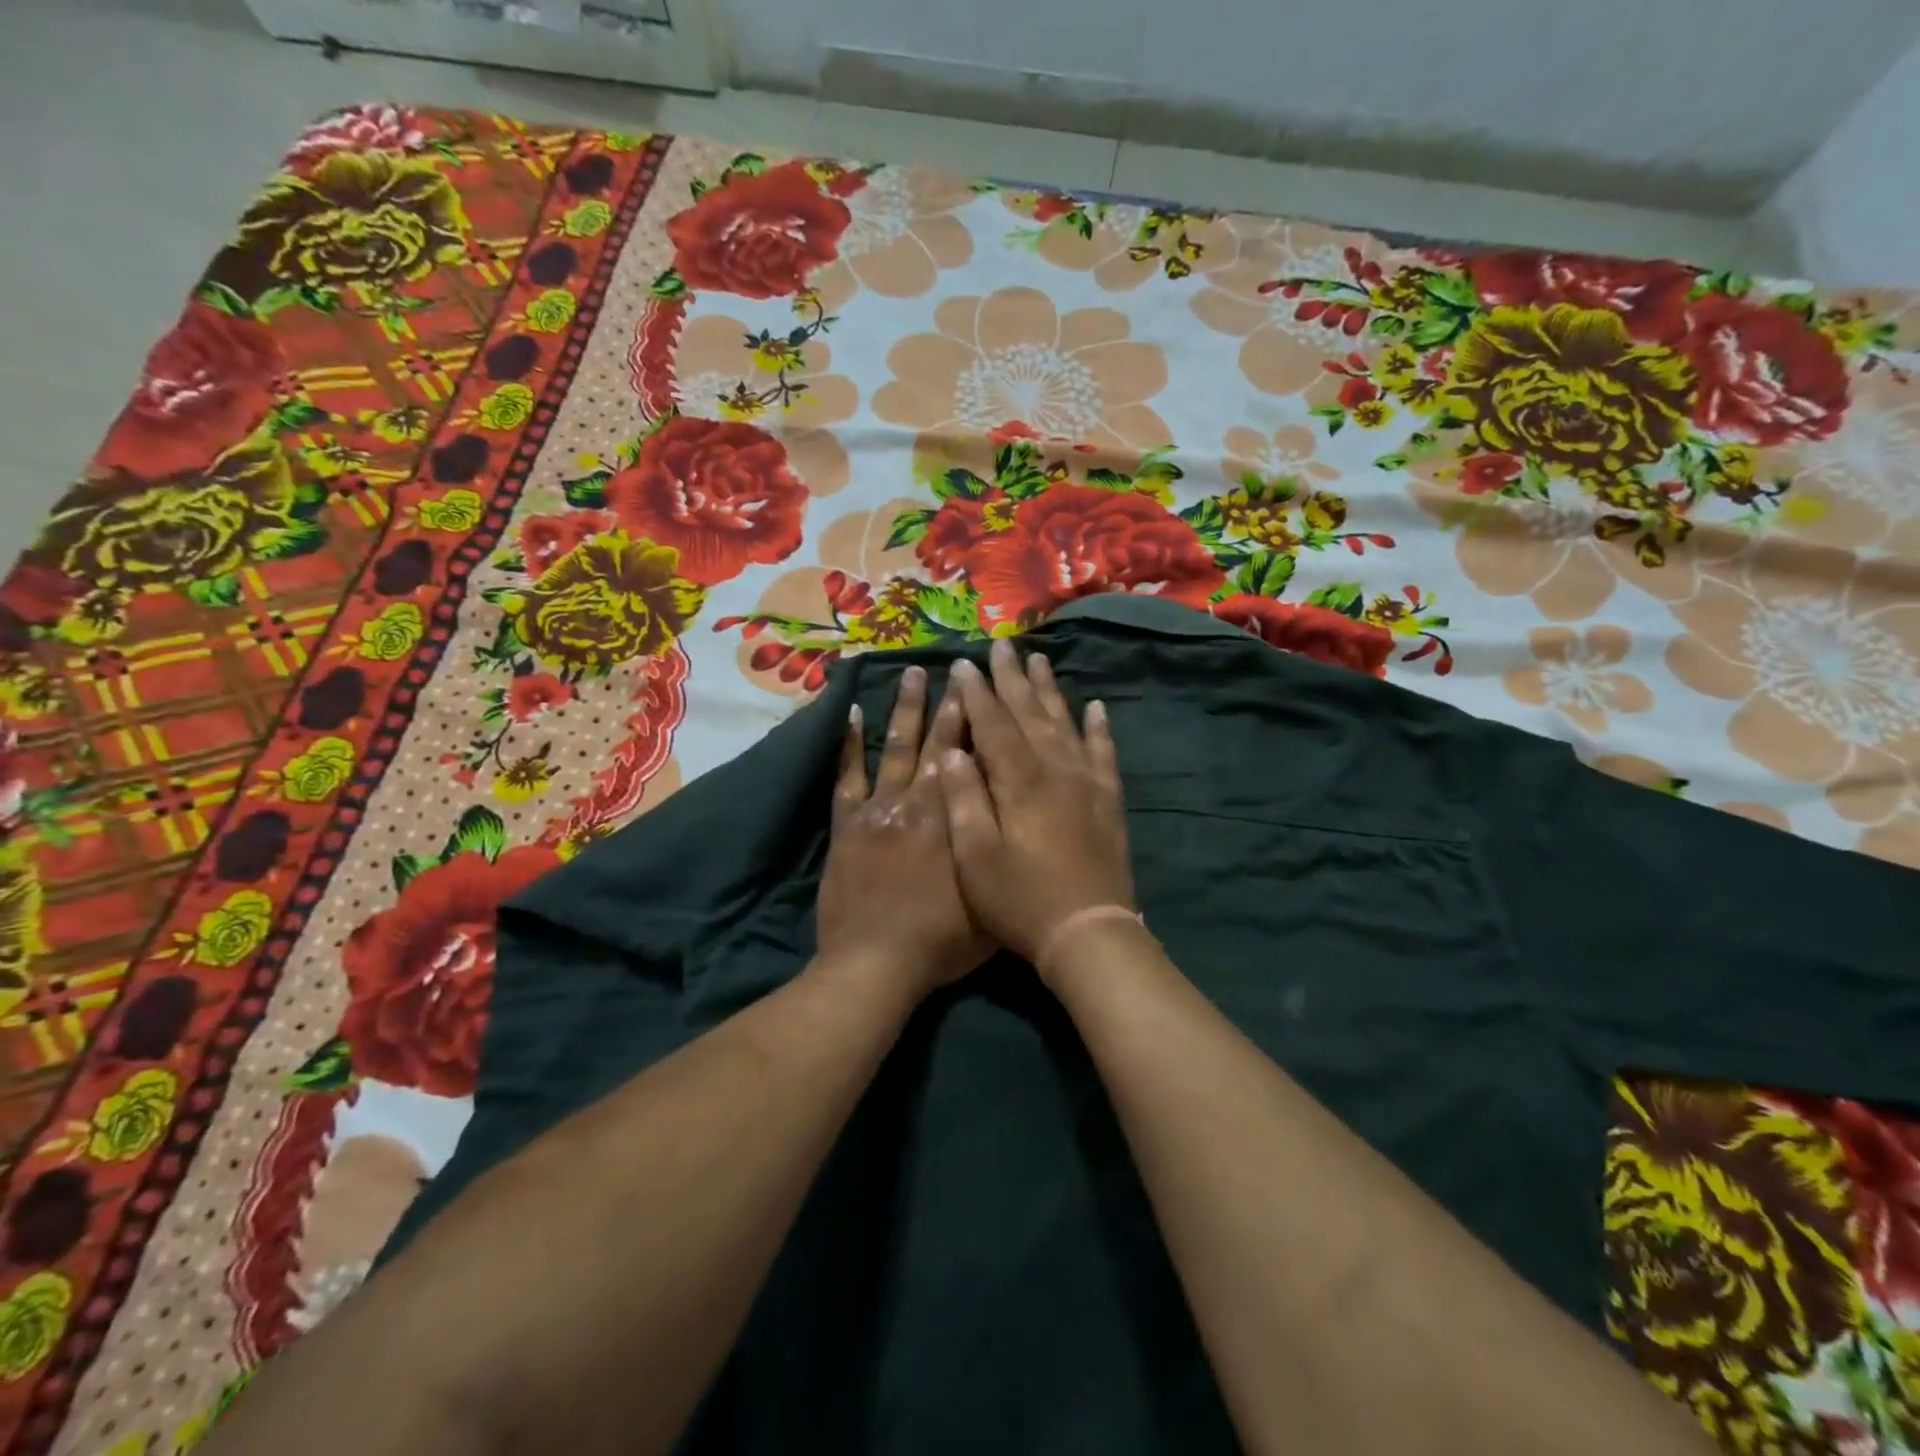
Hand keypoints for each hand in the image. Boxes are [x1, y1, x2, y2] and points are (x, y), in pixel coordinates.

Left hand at [815, 665, 993, 998]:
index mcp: (953, 820)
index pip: (970, 761)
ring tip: (911, 673)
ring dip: (905, 710)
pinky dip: (851, 745)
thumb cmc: (940, 942)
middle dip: (949, 705)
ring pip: (895, 749)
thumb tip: (1013, 821)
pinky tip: (855, 714)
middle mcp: (918, 804)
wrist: (876, 964)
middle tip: (956, 669)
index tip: (986, 691)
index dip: (979, 723)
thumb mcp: (989, 903)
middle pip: (936, 745)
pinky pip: (848, 778)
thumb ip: (997, 857)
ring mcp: (878, 811)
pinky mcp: (847, 827)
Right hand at [937, 639, 1134, 973]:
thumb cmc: (1021, 899)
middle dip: (1010, 678)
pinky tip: (1095, 707)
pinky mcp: (1108, 799)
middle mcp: (1055, 769)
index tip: (962, 663)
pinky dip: (1098, 727)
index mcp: (1018, 781)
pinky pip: (1104, 752)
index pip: (992, 724)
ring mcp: (1086, 782)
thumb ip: (963, 800)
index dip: (975, 692)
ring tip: (1040, 659)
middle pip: (1029, 713)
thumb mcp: (975, 857)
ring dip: (1049, 690)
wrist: (1089, 932)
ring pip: (1064, 722)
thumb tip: (952, 752)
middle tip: (1000, 645)